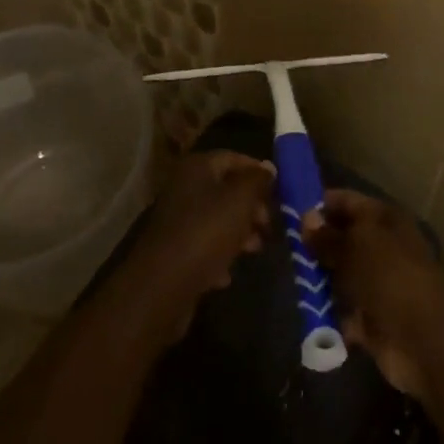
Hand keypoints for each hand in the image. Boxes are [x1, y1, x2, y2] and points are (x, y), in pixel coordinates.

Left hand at [127, 151, 273, 338]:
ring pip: (217, 219)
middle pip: (226, 189)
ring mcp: (177, 220)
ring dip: (239, 232)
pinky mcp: (175, 250)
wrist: (162, 286)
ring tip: (256, 248)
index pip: (233, 158)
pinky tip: (228, 273)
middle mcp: (184, 188)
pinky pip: (204, 245)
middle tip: (269, 224)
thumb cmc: (206, 232)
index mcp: (197, 168)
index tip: (280, 189)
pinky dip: (219, 255)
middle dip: (251, 206)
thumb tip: (269, 167)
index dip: (257, 170)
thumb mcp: (240, 200)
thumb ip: (257, 181)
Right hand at [304, 189, 443, 397]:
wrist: (424, 338)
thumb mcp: (355, 245)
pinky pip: (342, 310)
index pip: (347, 202)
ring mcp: (377, 284)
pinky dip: (327, 312)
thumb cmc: (390, 274)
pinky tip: (304, 308)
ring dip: (319, 279)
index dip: (320, 204)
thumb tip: (305, 218)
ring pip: (340, 275)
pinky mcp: (371, 320)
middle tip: (283, 246)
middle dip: (315, 244)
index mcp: (383, 219)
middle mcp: (381, 247)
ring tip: (288, 276)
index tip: (288, 210)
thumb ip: (328, 236)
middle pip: (342, 239)